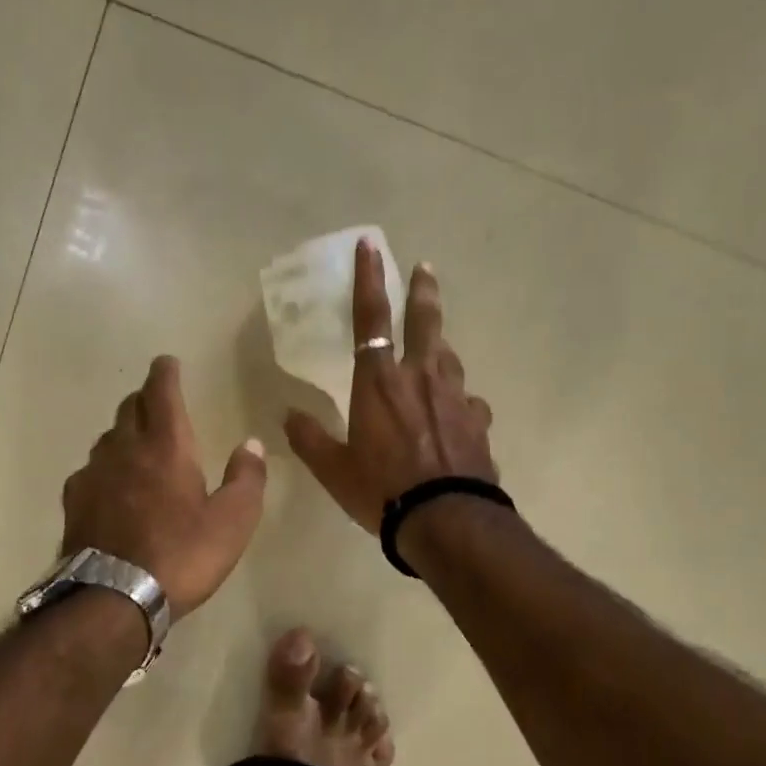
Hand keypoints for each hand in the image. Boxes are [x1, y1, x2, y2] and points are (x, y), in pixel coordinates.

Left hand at [62, 356, 267, 619]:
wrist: (115, 598)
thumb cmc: (183, 555)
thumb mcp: (233, 521)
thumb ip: (246, 478)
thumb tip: (251, 444)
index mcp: (166, 446)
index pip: (161, 392)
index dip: (165, 373)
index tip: (167, 362)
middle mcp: (125, 449)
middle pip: (129, 408)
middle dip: (145, 399)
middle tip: (158, 402)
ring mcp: (94, 474)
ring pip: (108, 438)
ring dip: (124, 432)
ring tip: (137, 445)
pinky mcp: (74, 502)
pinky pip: (90, 470)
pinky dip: (105, 467)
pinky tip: (111, 486)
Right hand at [285, 241, 495, 532]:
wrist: (447, 520)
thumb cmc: (382, 491)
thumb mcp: (334, 470)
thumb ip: (310, 439)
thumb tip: (287, 415)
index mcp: (379, 383)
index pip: (370, 319)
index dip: (369, 280)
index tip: (371, 245)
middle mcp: (420, 379)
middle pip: (425, 323)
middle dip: (423, 292)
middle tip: (426, 269)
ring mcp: (455, 398)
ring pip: (449, 358)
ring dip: (440, 346)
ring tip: (436, 346)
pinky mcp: (479, 422)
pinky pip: (469, 402)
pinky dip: (460, 401)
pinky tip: (460, 413)